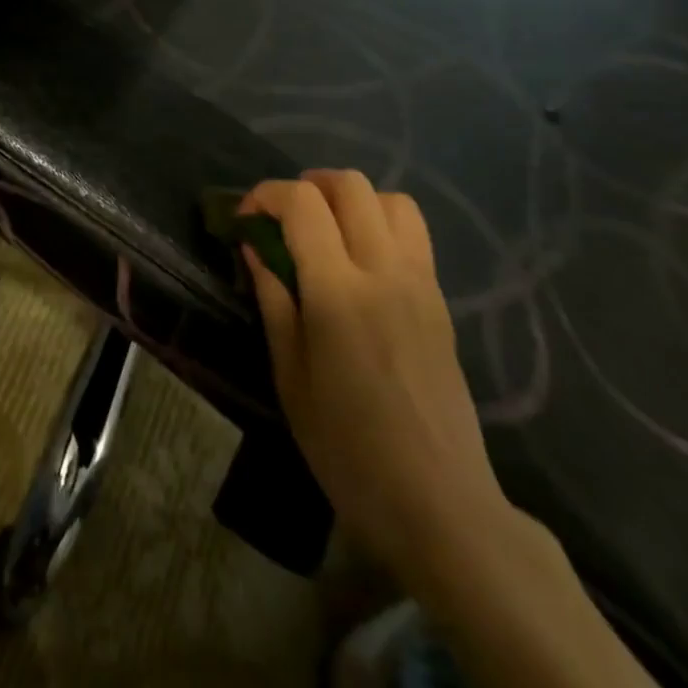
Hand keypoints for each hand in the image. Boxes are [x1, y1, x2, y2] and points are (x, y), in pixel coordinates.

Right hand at [240, 169, 509, 575]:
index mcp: (339, 292)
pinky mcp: (440, 301)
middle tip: (283, 217)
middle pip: (350, 185)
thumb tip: (254, 247)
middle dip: (308, 185)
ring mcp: (421, 283)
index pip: (302, 203)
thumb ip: (273, 298)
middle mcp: (384, 272)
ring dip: (352, 200)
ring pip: (391, 199)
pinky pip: (414, 233)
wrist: (439, 503)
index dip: (266, 195)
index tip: (246, 219)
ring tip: (326, 229)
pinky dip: (381, 223)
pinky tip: (360, 261)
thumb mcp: (289, 374)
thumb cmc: (347, 445)